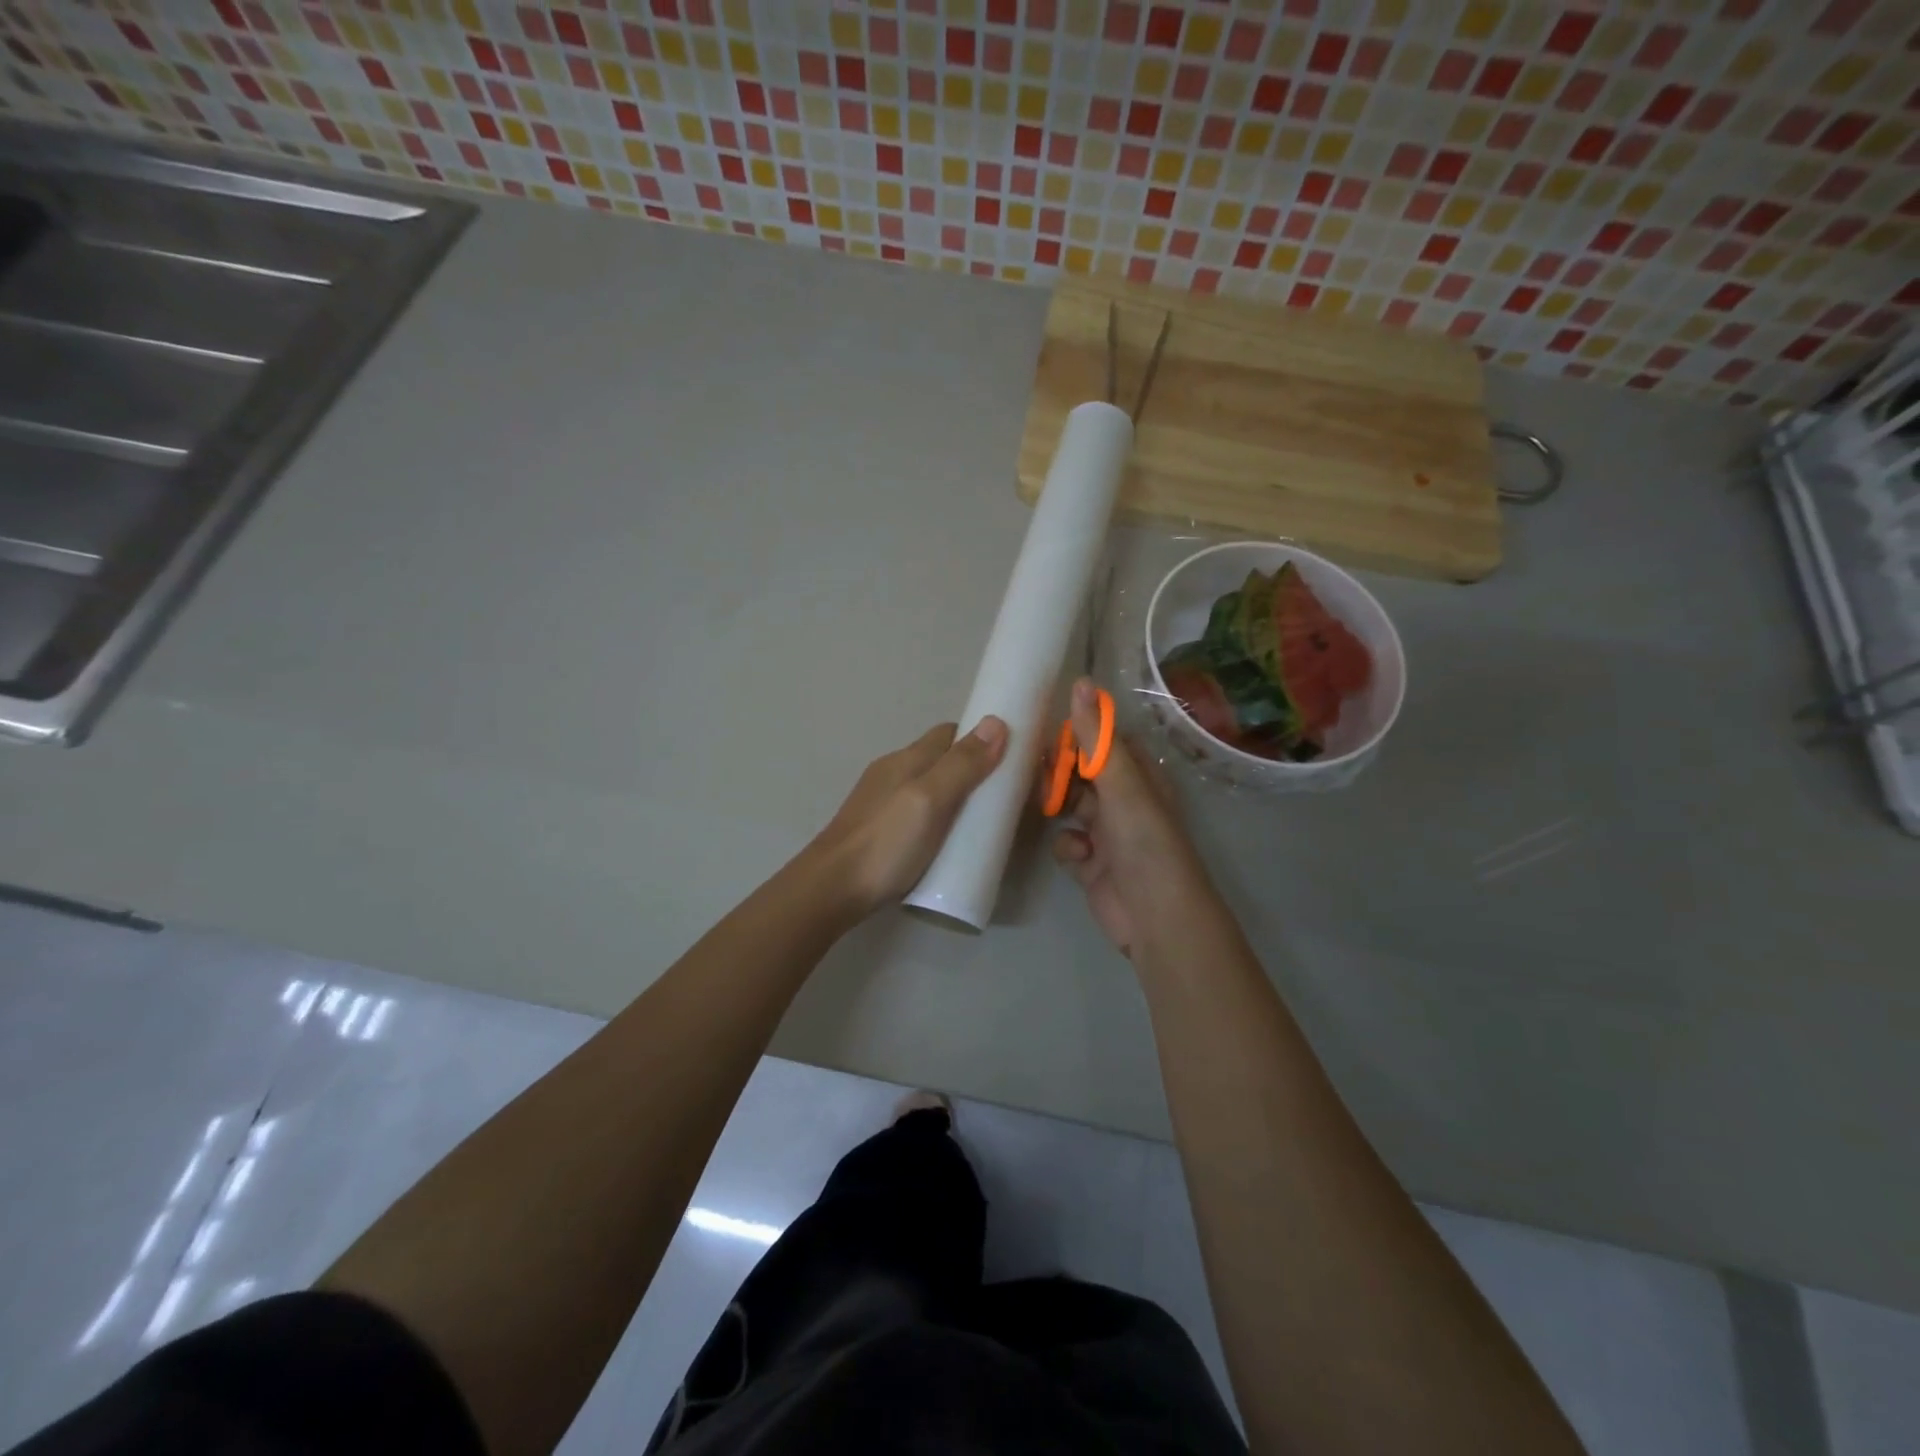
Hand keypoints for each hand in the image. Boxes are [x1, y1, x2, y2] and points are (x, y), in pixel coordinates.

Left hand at [810, 716, 1008, 916]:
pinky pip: (920, 811)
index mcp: (906, 759)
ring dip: (958, 796)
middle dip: (974, 770)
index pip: (950, 733)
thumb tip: (996, 722)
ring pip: (930, 787)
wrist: (832, 890)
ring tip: (984, 822)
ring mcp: (883, 802)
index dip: (981, 738)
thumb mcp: (929, 800)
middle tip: (1005, 798)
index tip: (1013, 757)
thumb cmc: (885, 842)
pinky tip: (950, 841)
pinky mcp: (880, 830)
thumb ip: (961, 765)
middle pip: (941, 760)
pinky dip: (941, 817)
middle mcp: (893, 773)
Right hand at [1053, 679, 1213, 956]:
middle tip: (1033, 770)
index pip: (1105, 742)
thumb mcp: (1121, 785)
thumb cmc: (1145, 842)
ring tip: (1048, 808)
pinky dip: (1067, 847)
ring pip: (1070, 807)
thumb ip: (1097, 738)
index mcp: (1139, 777)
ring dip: (1059, 808)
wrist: (1156, 918)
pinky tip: (1077, 856)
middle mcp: (1124, 801)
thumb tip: (1081, 683)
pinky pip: (1067, 842)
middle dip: (1060, 773)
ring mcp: (1107, 834)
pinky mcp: (1090, 863)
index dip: (1078, 734)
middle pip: (1082, 774)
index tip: (1045, 728)